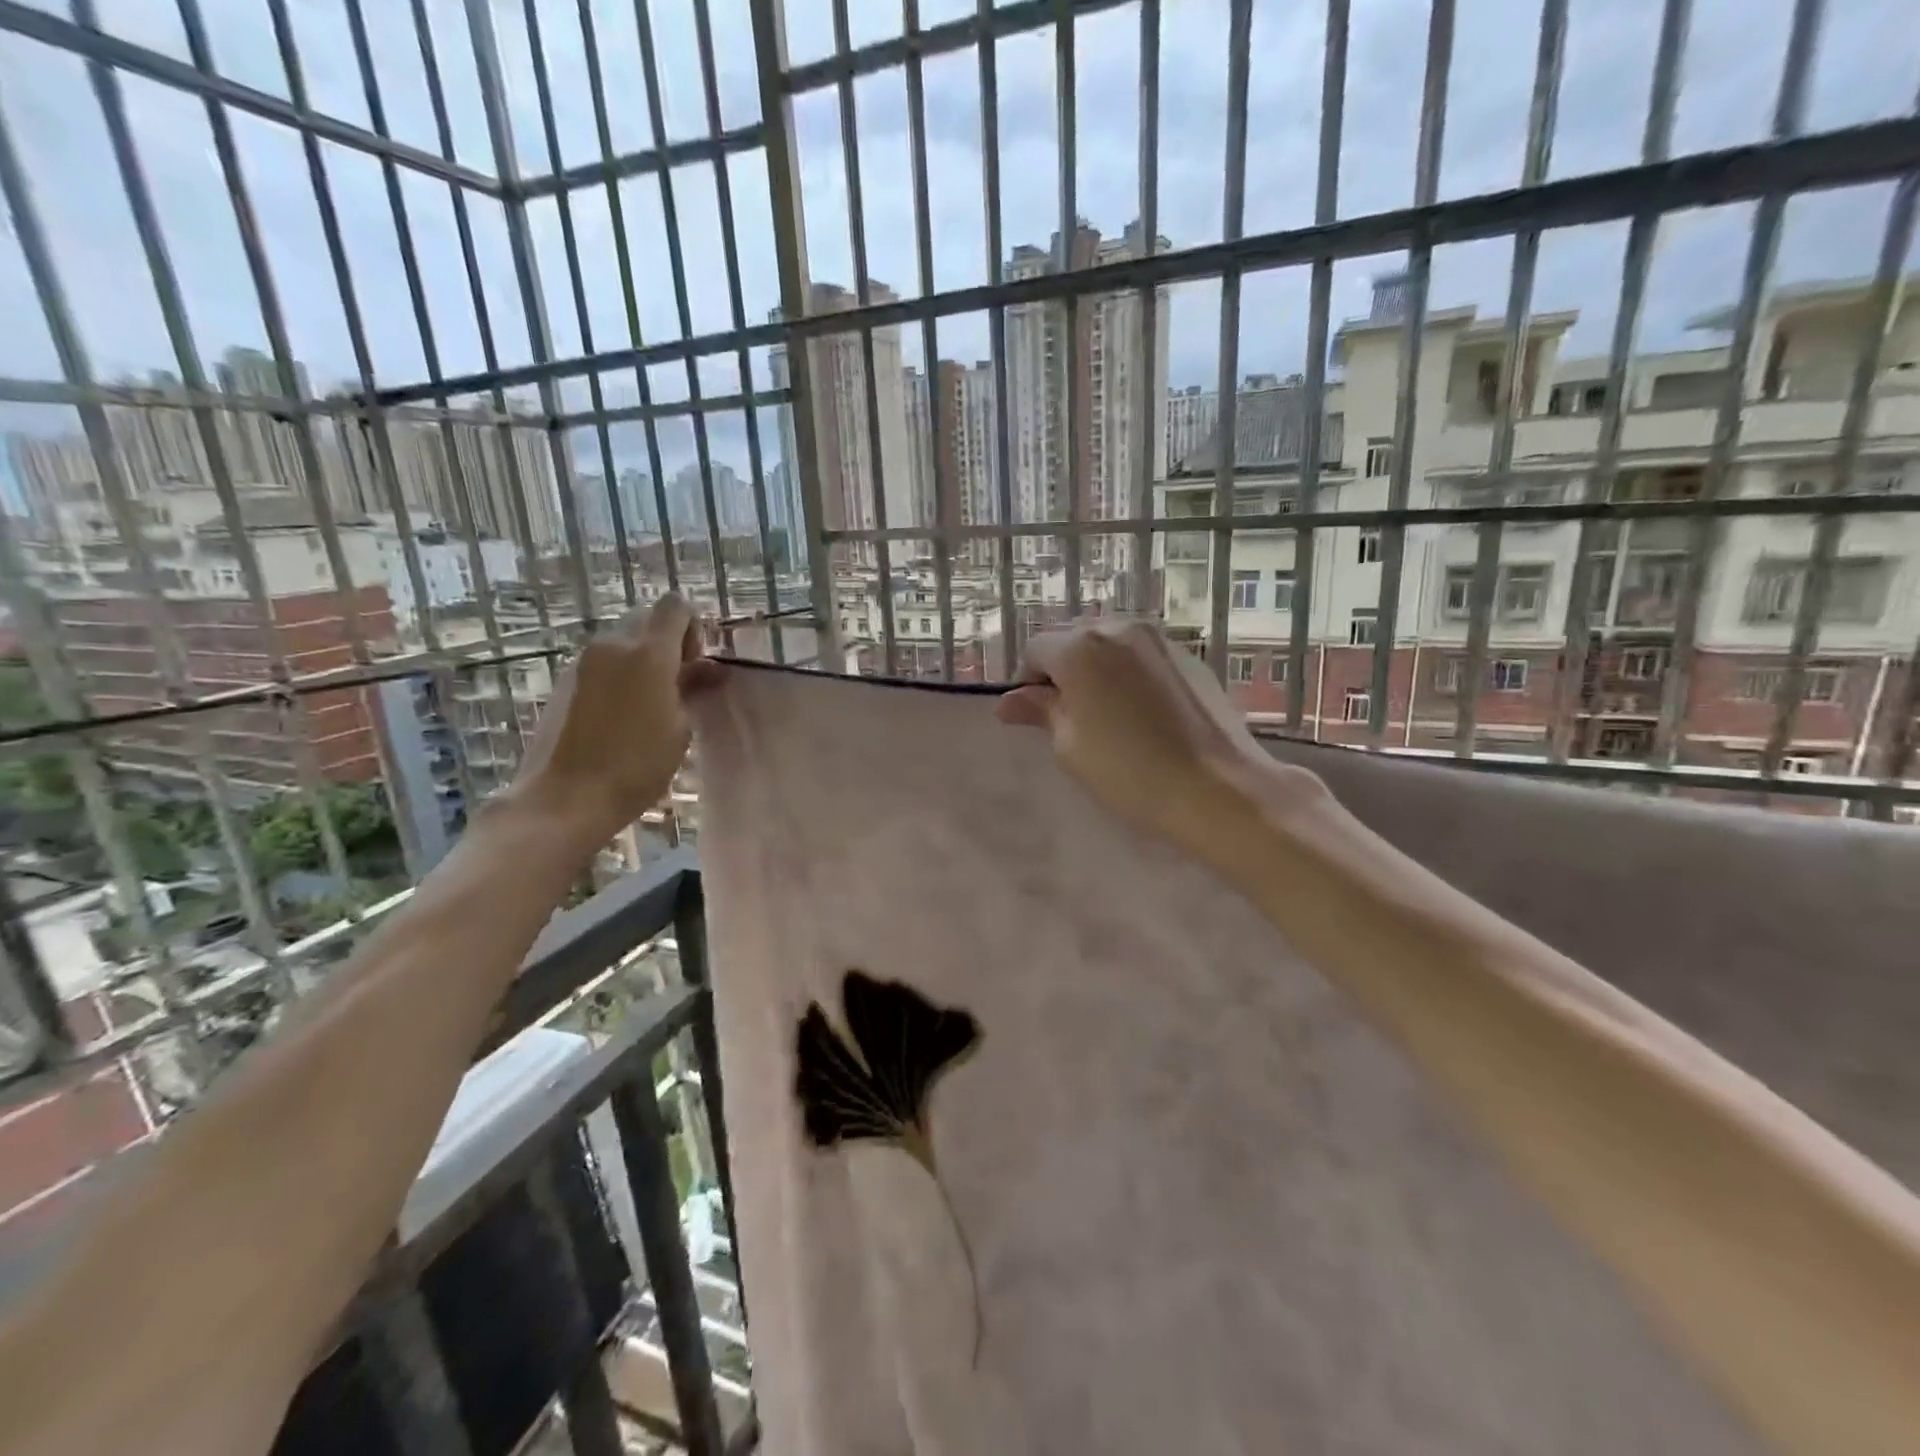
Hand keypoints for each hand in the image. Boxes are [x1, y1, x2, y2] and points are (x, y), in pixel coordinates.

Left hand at [506, 593, 708, 840]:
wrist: (565, 798)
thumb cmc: (636, 767)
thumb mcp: (680, 730)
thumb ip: (693, 689)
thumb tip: (707, 669)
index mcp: (648, 653)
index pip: (675, 606)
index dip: (692, 627)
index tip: (695, 664)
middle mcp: (612, 645)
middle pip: (647, 621)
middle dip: (668, 644)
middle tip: (678, 685)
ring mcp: (583, 662)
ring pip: (623, 643)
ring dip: (642, 661)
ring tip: (651, 705)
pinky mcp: (564, 681)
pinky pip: (602, 664)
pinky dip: (619, 677)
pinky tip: (622, 717)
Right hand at [996, 620, 1326, 859]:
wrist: (1218, 788)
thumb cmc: (1129, 771)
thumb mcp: (1069, 746)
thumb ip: (1040, 711)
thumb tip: (1010, 700)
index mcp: (1080, 647)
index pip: (1035, 651)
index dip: (1028, 684)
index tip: (1036, 719)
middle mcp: (1119, 628)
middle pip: (1073, 641)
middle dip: (1063, 672)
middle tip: (1070, 719)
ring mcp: (1159, 639)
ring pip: (1110, 646)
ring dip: (1097, 671)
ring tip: (1108, 716)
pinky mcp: (1189, 657)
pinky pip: (1142, 657)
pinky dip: (1130, 675)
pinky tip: (1142, 714)